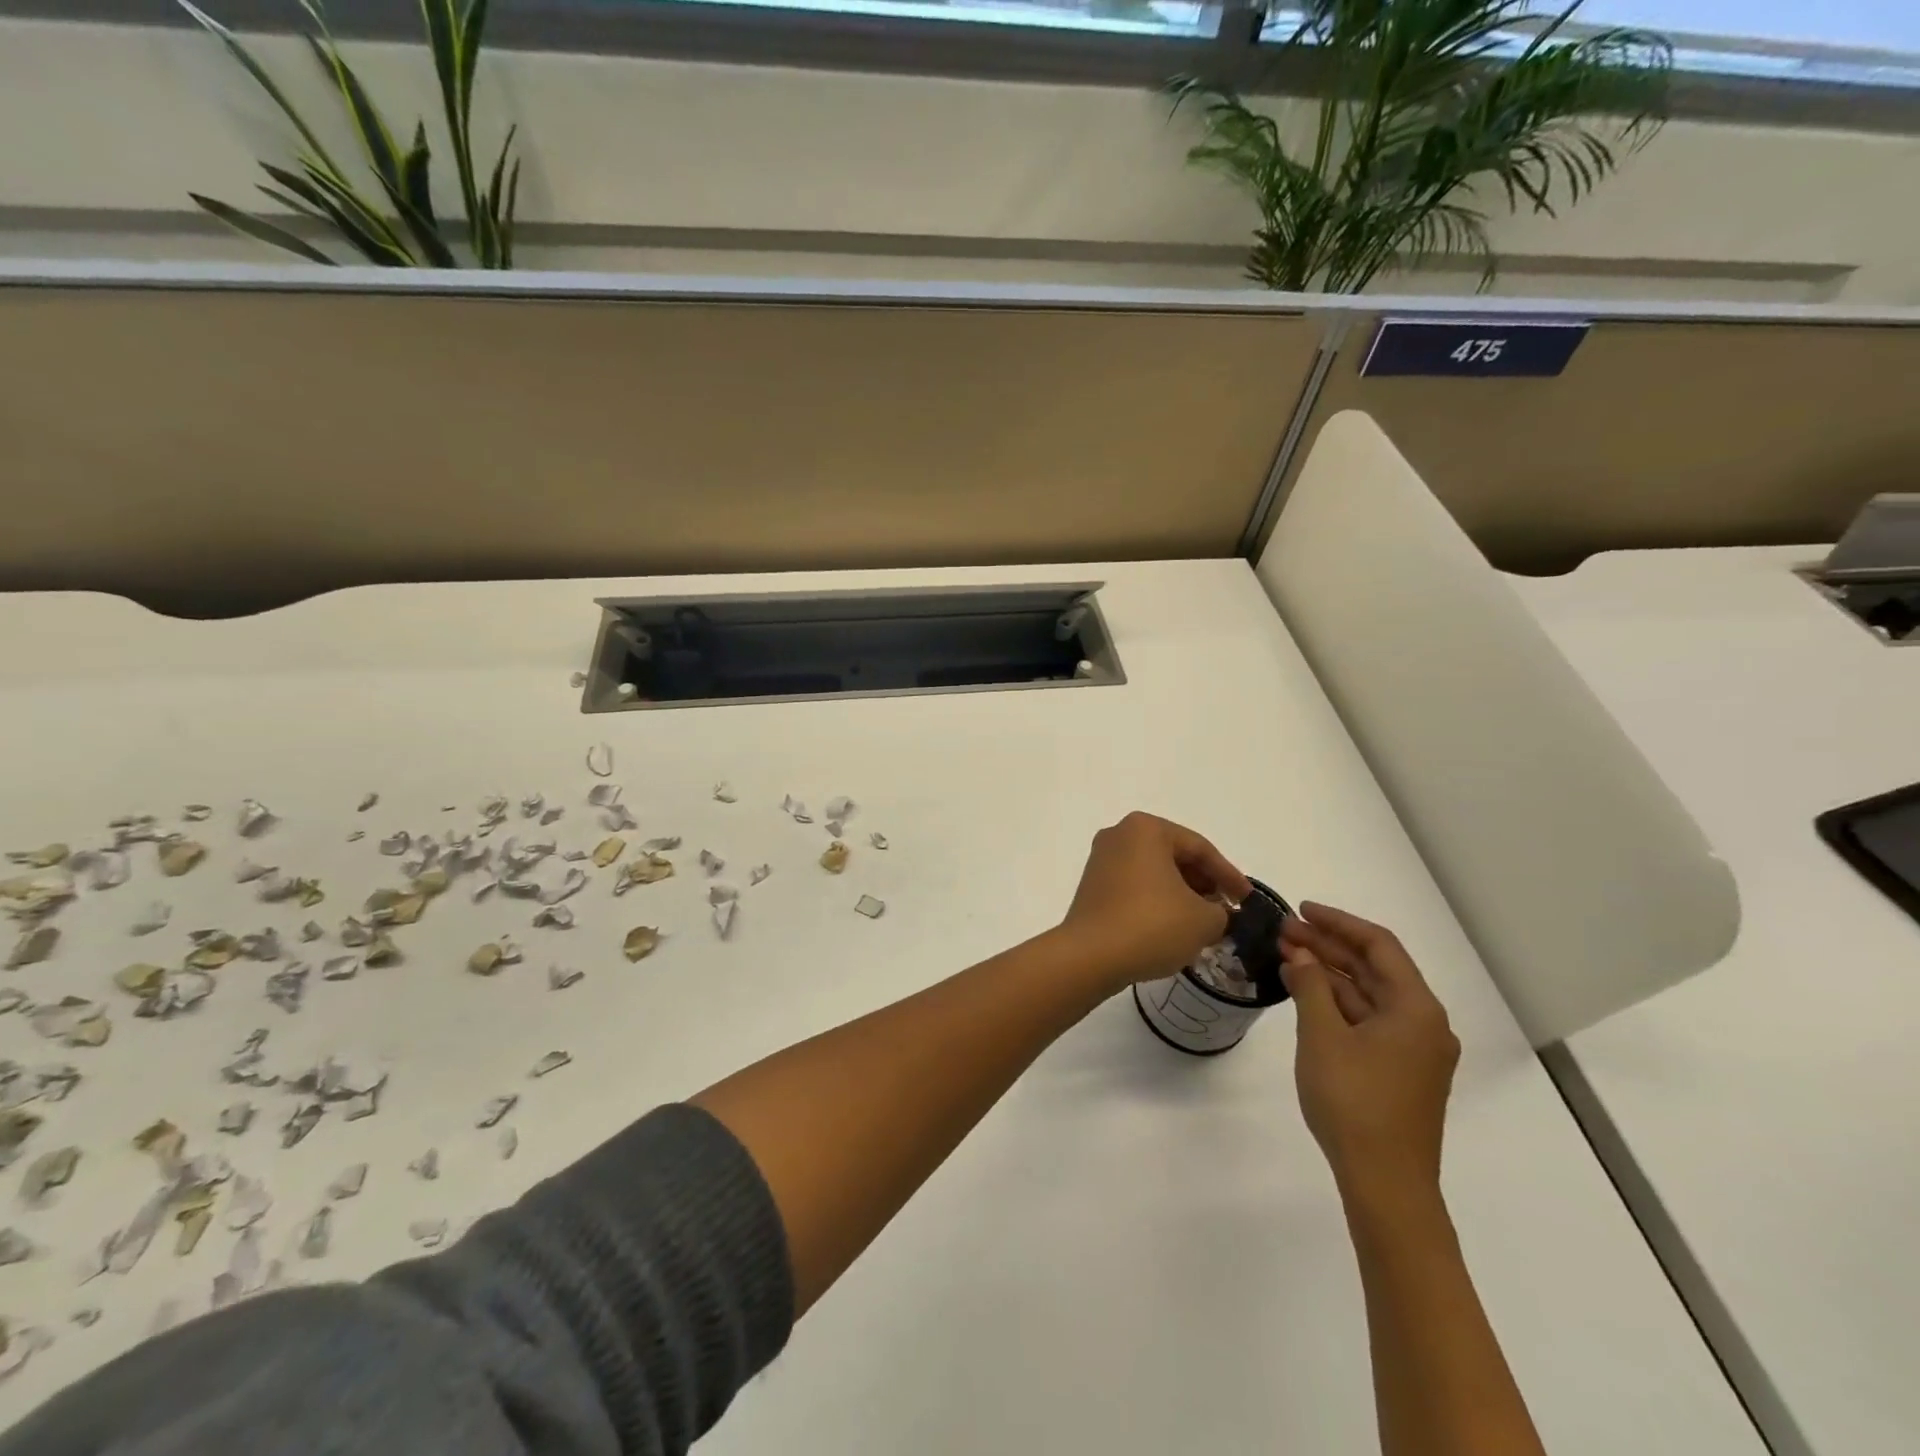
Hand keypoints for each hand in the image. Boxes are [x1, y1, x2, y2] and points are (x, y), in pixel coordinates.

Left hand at [1059, 812, 1251, 990]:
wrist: (1090, 956)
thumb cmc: (1152, 925)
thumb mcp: (1204, 920)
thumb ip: (1221, 912)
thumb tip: (1216, 913)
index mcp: (1146, 829)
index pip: (1200, 848)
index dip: (1229, 876)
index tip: (1248, 900)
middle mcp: (1119, 835)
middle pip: (1174, 856)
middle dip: (1203, 883)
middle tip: (1225, 910)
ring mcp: (1101, 859)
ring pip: (1154, 872)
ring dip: (1181, 894)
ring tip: (1203, 922)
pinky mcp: (1092, 885)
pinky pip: (1135, 886)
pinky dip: (1157, 901)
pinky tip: (1172, 927)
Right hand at [1280, 903, 1459, 1203]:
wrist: (1386, 1183)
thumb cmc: (1354, 1101)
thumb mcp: (1322, 1035)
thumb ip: (1311, 986)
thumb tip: (1302, 955)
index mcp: (1416, 1008)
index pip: (1379, 945)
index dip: (1339, 922)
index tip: (1301, 909)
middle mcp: (1424, 1023)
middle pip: (1375, 969)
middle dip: (1329, 947)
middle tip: (1284, 931)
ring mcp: (1414, 1050)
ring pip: (1369, 995)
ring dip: (1330, 974)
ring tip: (1288, 956)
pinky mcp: (1401, 1071)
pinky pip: (1369, 1020)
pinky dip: (1338, 1002)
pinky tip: (1306, 994)